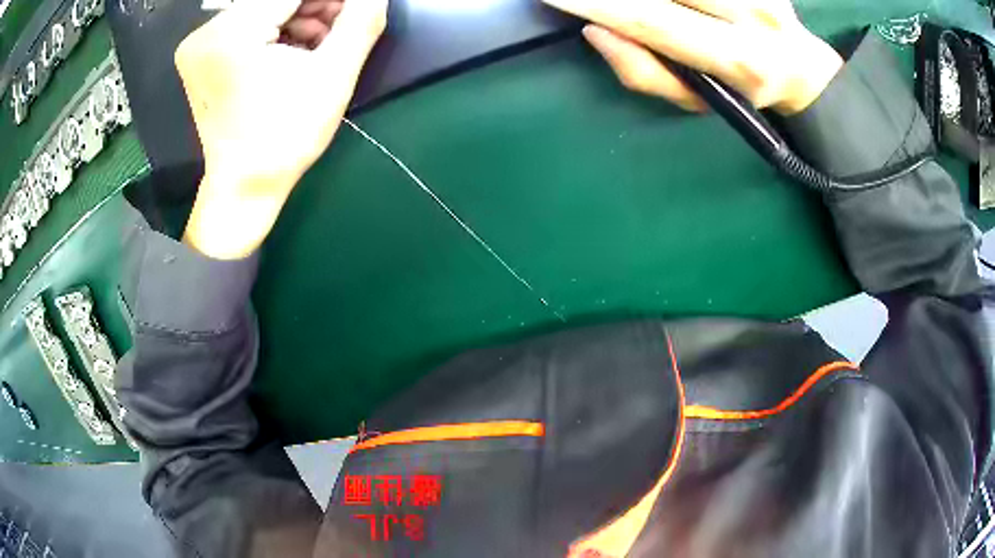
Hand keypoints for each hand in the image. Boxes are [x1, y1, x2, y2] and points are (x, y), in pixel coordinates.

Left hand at [176, 0, 386, 259]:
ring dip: (299, 17)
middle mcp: (207, 30)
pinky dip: (277, 29)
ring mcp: (199, 44)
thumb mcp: (332, 77)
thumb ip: (360, 21)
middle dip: (317, 6)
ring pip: (264, 8)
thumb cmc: (284, 138)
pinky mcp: (200, 55)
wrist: (241, 188)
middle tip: (342, 27)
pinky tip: (294, 52)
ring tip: (319, 46)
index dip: (333, 0)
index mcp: (233, 33)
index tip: (355, 10)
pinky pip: (248, 24)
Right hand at [542, 0, 841, 114]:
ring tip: (615, 1)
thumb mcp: (697, 101)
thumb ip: (645, 73)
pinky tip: (669, 2)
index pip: (652, 20)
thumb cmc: (742, 91)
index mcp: (738, 60)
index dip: (597, 3)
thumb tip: (595, 30)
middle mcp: (752, 15)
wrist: (802, 68)